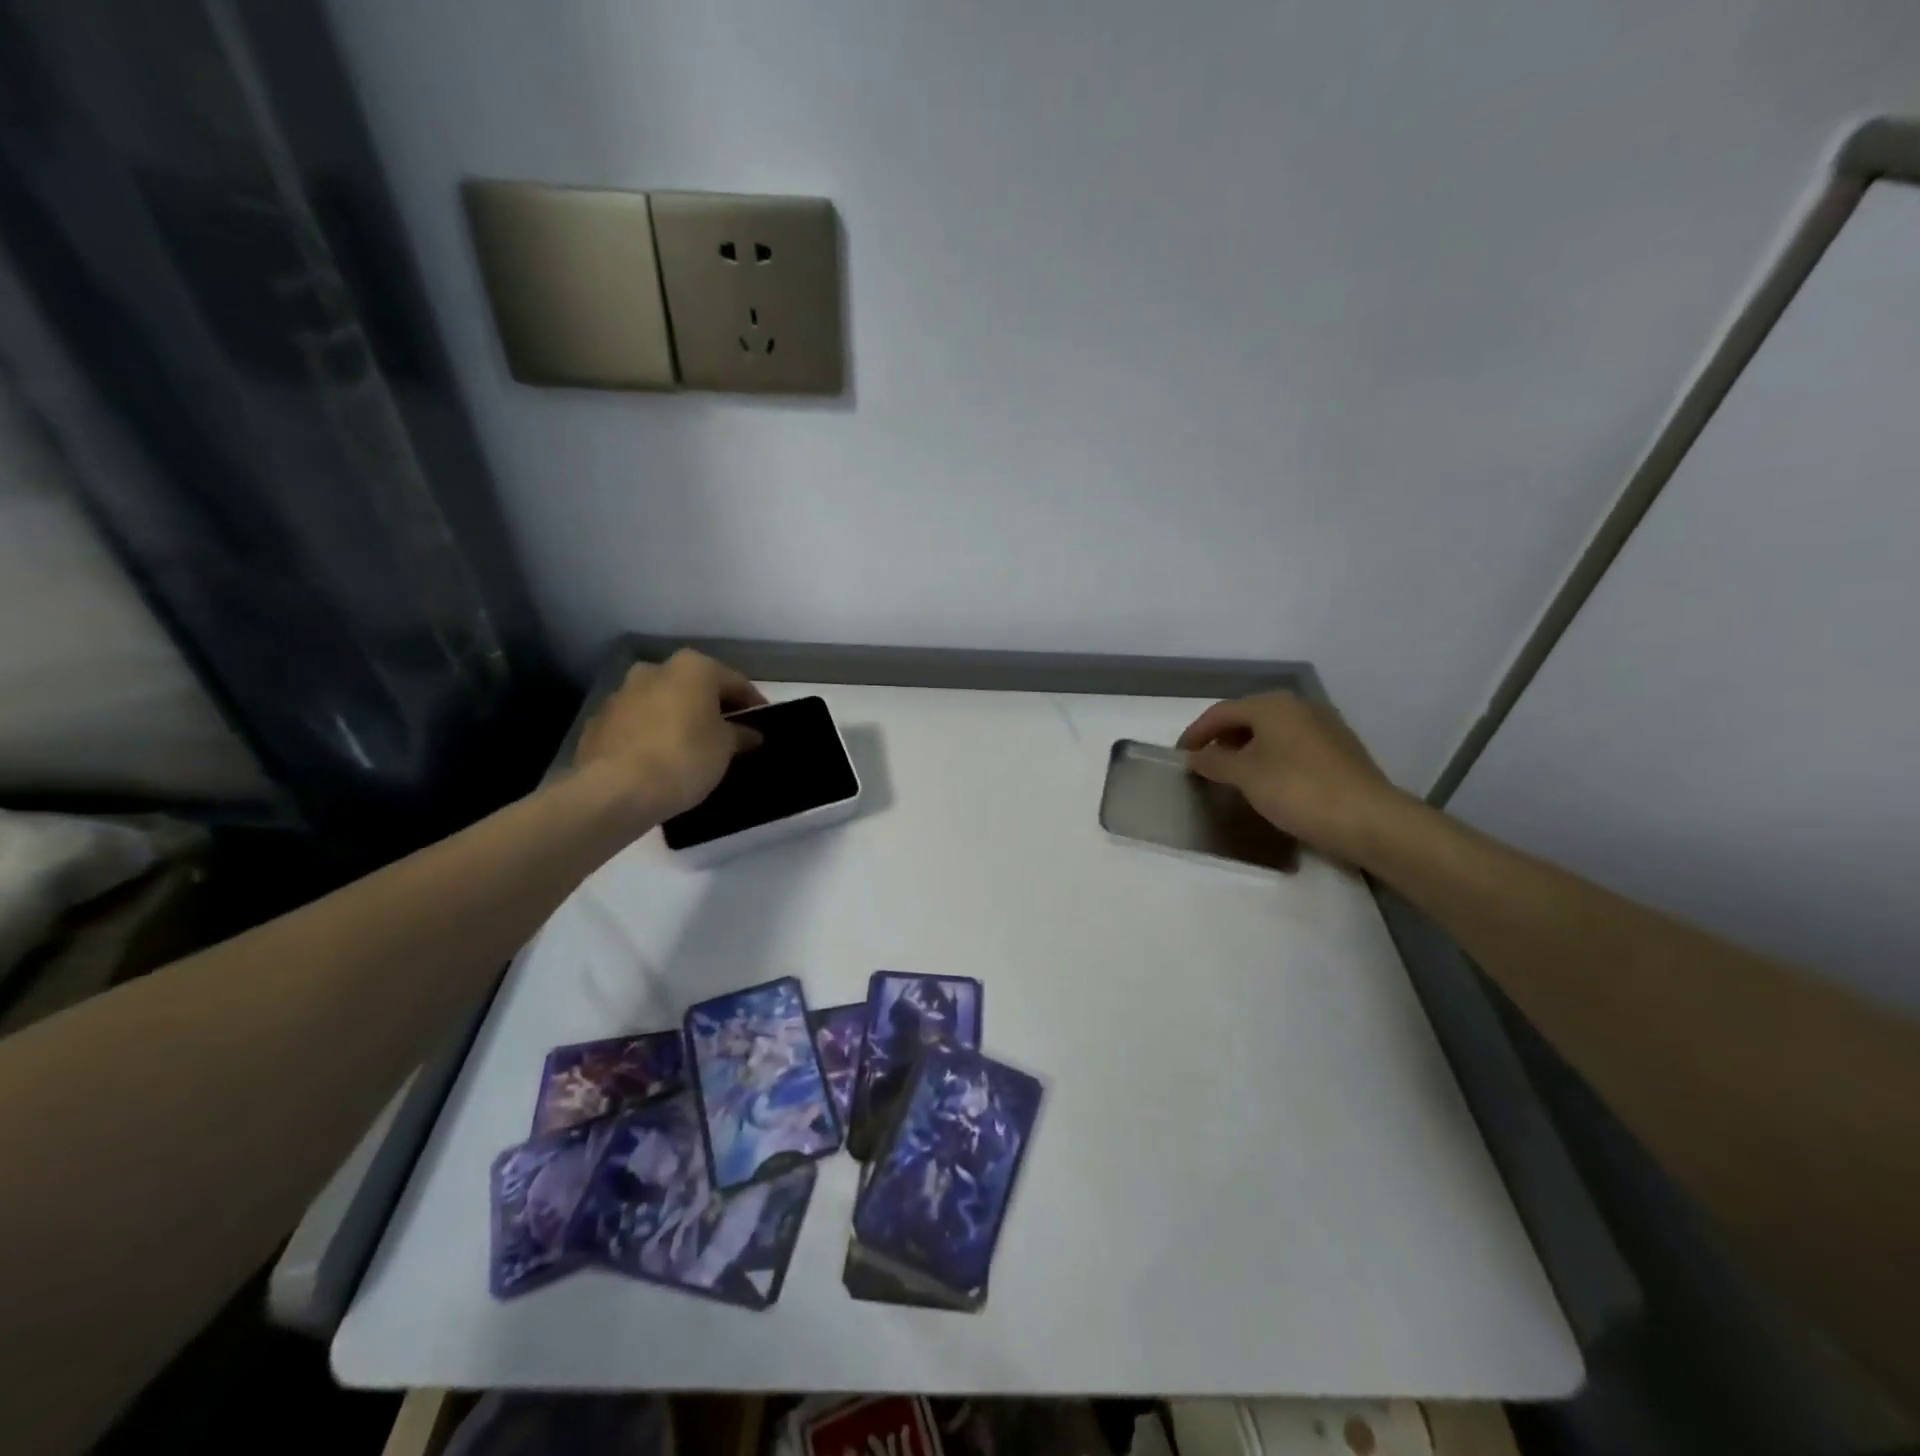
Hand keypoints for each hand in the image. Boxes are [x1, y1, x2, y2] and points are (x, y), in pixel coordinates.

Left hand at [574, 650, 766, 821]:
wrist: (615, 790)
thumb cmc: (684, 757)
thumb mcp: (726, 748)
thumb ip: (740, 734)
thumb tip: (749, 733)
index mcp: (692, 668)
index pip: (734, 682)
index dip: (752, 703)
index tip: (763, 722)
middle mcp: (654, 670)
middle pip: (694, 687)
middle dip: (711, 707)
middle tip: (728, 734)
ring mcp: (621, 694)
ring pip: (662, 703)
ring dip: (678, 719)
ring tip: (692, 749)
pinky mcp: (598, 723)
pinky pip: (637, 725)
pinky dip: (651, 735)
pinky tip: (660, 760)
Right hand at [1177, 691, 1408, 865]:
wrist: (1368, 819)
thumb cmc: (1297, 790)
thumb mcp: (1245, 776)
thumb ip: (1214, 762)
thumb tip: (1195, 757)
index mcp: (1272, 705)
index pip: (1221, 712)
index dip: (1196, 733)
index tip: (1180, 755)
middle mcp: (1298, 706)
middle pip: (1247, 717)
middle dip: (1221, 738)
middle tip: (1202, 763)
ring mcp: (1323, 725)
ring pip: (1271, 731)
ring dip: (1245, 748)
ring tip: (1230, 773)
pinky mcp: (1339, 748)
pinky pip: (1292, 744)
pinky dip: (1270, 756)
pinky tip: (1266, 779)